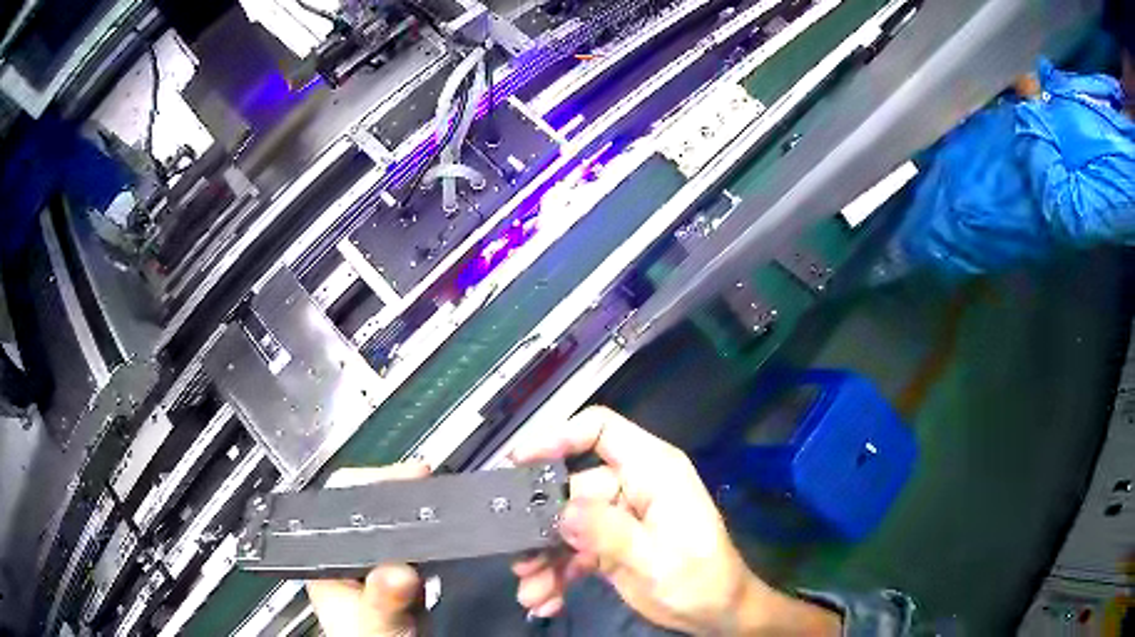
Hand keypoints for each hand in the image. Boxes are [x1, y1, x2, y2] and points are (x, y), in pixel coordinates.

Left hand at [307, 463, 430, 636]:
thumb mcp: (378, 624)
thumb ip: (384, 599)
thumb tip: (398, 569)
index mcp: (328, 560)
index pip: (340, 504)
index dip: (370, 483)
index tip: (405, 477)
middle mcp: (348, 557)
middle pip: (366, 508)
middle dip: (396, 491)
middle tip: (425, 478)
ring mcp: (374, 567)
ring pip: (390, 524)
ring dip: (412, 511)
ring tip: (434, 496)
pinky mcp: (397, 577)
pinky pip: (410, 546)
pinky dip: (426, 536)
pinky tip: (440, 532)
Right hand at [510, 406, 839, 635]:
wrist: (717, 615)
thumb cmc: (701, 579)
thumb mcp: (657, 559)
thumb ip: (610, 533)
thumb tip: (561, 513)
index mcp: (653, 472)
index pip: (601, 430)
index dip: (558, 436)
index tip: (518, 461)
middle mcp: (631, 488)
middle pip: (570, 488)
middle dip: (540, 525)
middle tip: (516, 557)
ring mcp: (619, 518)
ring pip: (565, 526)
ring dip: (544, 558)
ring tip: (530, 591)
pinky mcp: (611, 546)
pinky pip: (573, 552)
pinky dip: (557, 575)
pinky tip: (547, 601)